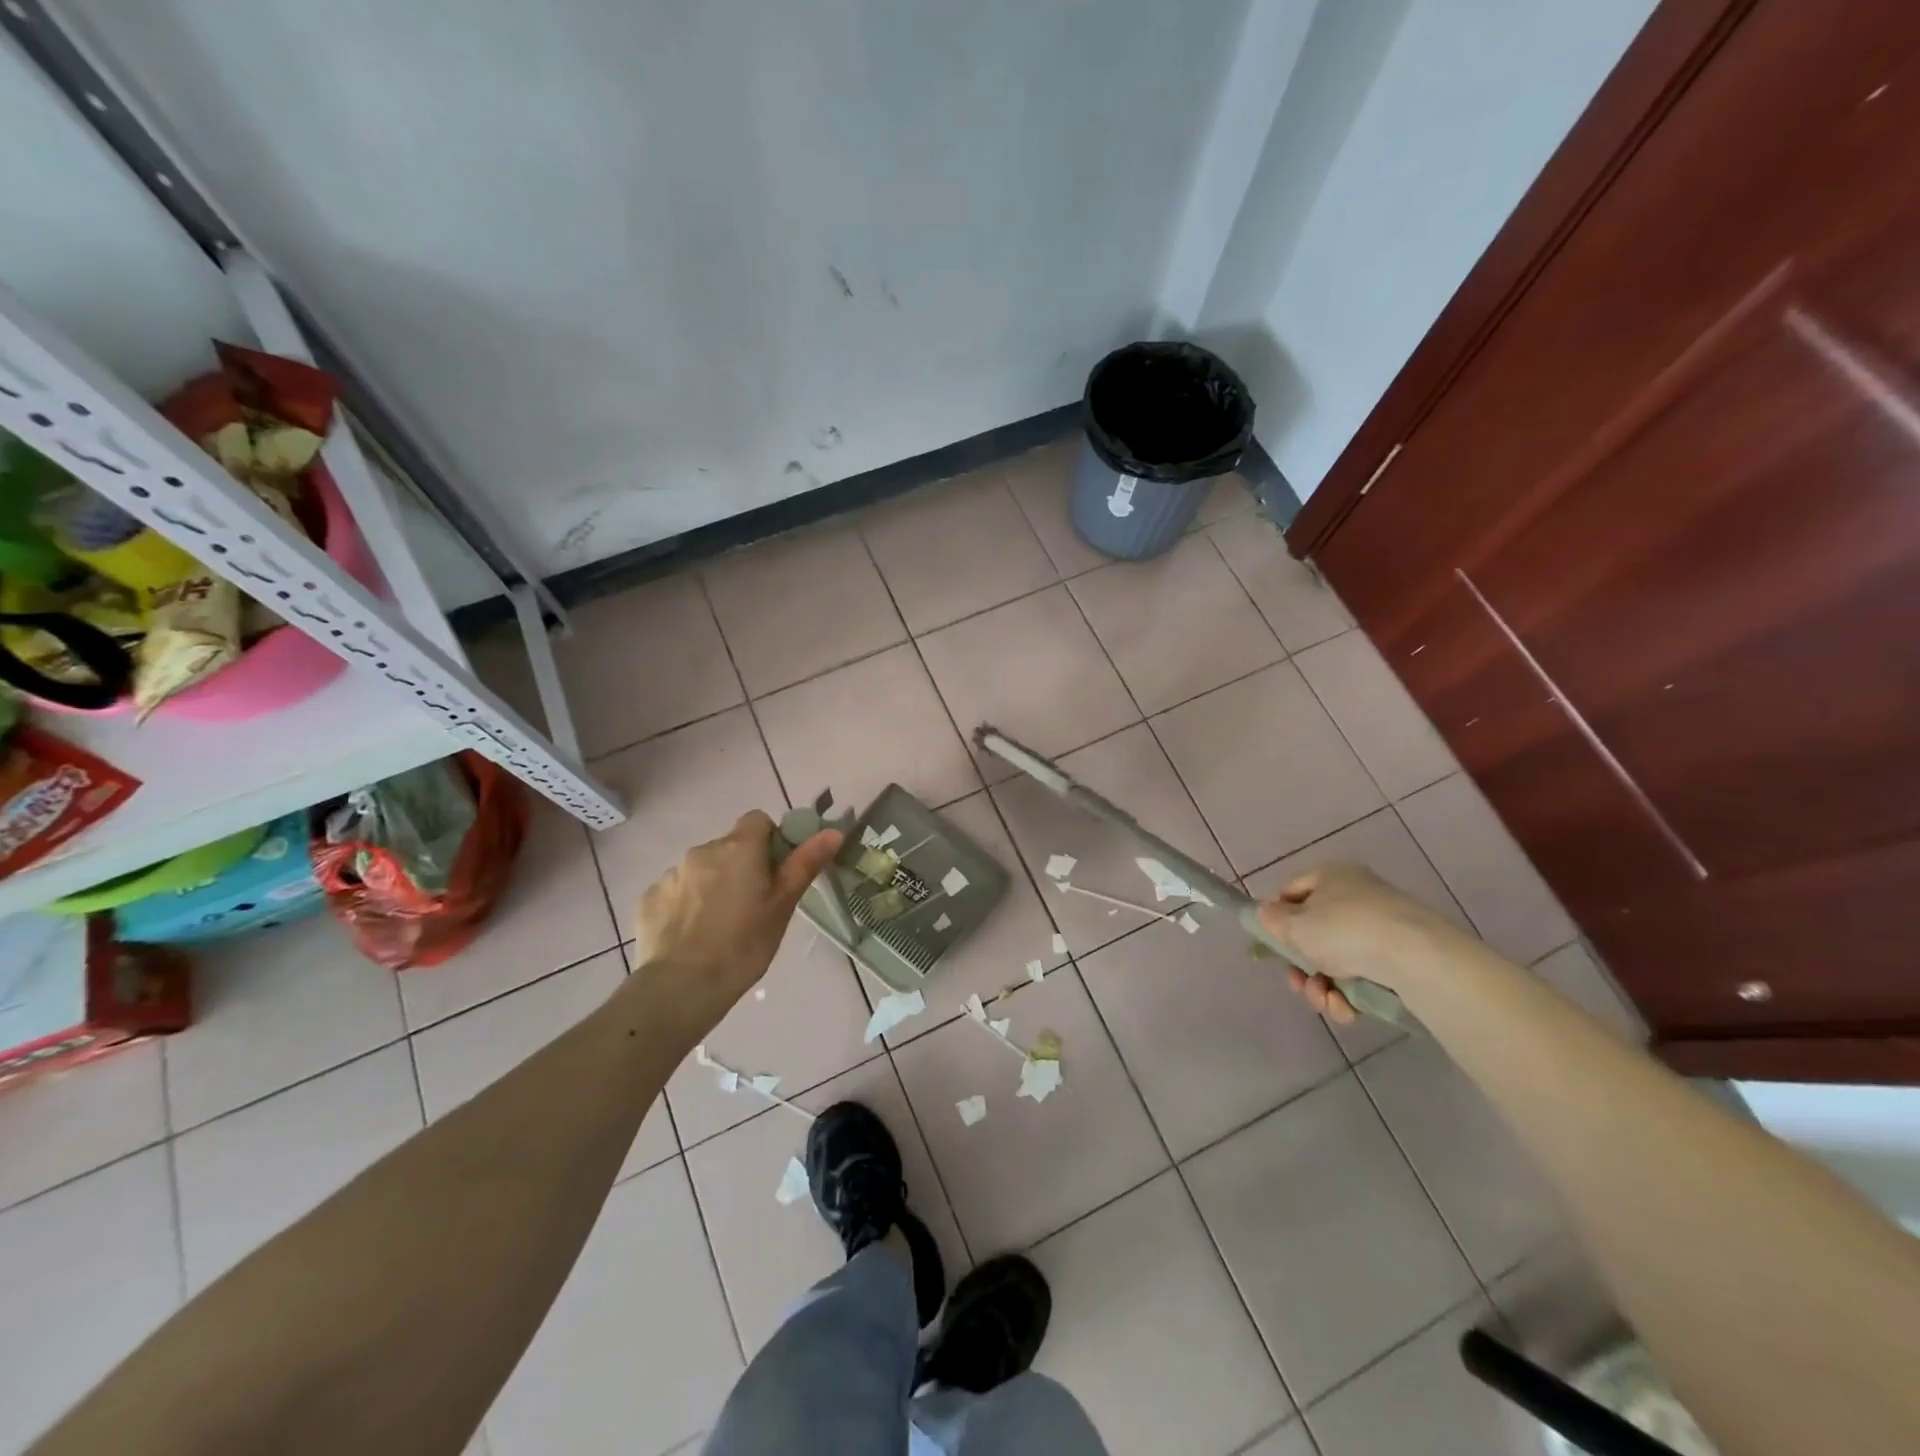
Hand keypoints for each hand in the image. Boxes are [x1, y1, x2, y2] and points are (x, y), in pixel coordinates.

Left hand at [631, 810, 841, 1038]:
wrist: (682, 986)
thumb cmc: (744, 944)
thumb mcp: (783, 906)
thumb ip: (805, 864)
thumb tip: (833, 832)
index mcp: (740, 848)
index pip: (758, 820)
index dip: (770, 841)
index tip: (774, 873)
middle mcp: (703, 850)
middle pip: (729, 846)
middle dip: (741, 866)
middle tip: (752, 905)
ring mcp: (672, 873)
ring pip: (701, 869)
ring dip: (712, 884)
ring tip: (719, 925)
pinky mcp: (649, 898)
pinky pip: (676, 891)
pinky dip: (686, 904)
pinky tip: (692, 935)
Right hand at [1257, 862, 1463, 1023]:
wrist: (1416, 957)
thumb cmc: (1344, 930)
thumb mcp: (1294, 924)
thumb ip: (1272, 920)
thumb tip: (1266, 914)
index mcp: (1331, 875)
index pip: (1291, 892)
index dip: (1276, 918)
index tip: (1272, 946)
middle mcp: (1356, 895)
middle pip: (1314, 933)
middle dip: (1301, 966)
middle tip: (1298, 984)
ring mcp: (1380, 927)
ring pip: (1336, 960)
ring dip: (1322, 986)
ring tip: (1325, 1001)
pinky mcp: (1400, 958)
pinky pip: (1363, 974)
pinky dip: (1349, 995)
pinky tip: (1347, 1010)